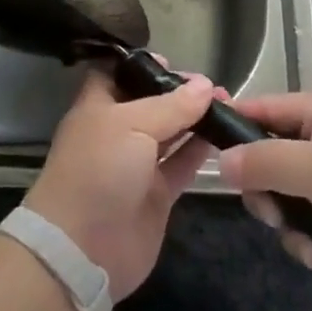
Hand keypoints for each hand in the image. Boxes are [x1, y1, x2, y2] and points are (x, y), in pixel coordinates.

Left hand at [24, 68, 217, 299]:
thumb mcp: (131, 125)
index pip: (117, 74)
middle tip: (213, 84)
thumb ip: (171, 106)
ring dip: (195, 120)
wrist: (83, 248)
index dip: (142, 65)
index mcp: (98, 107)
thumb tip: (204, 84)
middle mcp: (117, 132)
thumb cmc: (98, 170)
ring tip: (228, 104)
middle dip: (178, 92)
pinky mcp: (156, 195)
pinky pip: (181, 165)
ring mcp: (137, 164)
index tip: (173, 61)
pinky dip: (200, 152)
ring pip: (170, 134)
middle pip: (150, 103)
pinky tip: (225, 136)